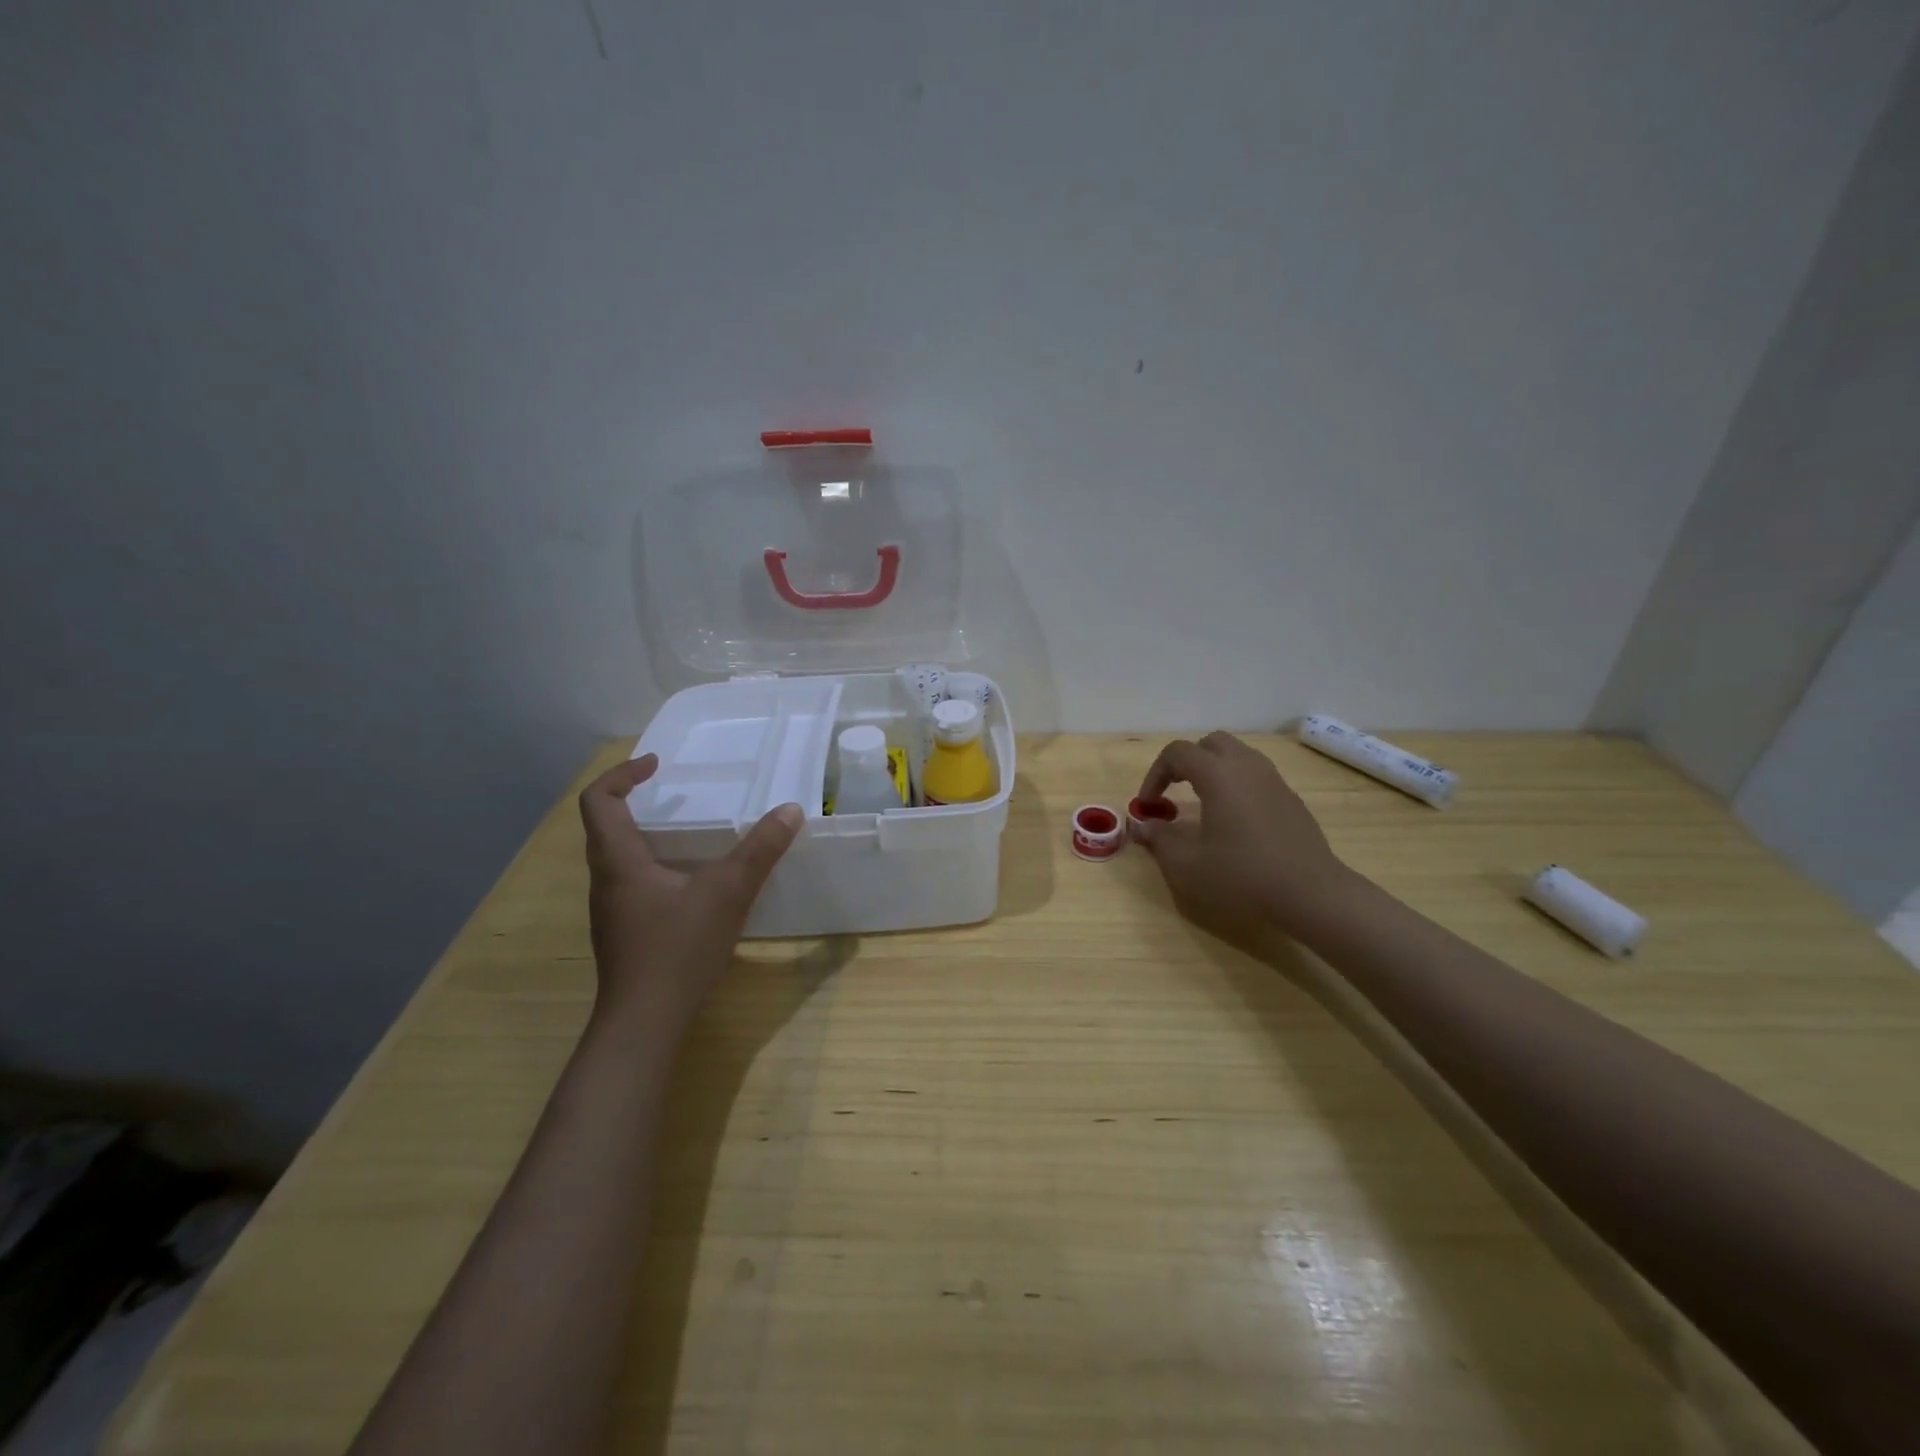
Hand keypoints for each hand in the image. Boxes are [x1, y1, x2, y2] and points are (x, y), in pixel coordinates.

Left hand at [577, 754, 801, 1032]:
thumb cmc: (677, 950)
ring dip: (646, 835)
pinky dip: (656, 866)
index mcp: (618, 861)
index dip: (622, 774)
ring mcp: (612, 910)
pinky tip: (692, 884)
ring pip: (619, 858)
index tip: (656, 764)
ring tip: (690, 833)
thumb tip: (790, 810)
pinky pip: (633, 883)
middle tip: (676, 793)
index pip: (598, 800)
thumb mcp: (727, 893)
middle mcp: (606, 880)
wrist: (644, 1023)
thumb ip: (760, 850)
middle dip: (636, 801)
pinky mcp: (625, 933)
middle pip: (605, 826)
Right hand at [1134, 732, 1355, 947]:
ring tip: (1202, 804)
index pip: (1177, 753)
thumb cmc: (1242, 876)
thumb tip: (1140, 826)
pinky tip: (1235, 822)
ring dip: (1213, 771)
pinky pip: (1257, 777)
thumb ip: (1159, 839)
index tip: (1148, 805)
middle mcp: (1247, 767)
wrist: (1311, 894)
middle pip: (1211, 744)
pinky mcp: (1291, 800)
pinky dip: (1237, 786)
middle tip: (1174, 793)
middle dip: (1187, 762)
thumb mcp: (1187, 865)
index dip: (1155, 774)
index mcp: (1218, 774)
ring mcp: (1274, 781)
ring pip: (1238, 756)